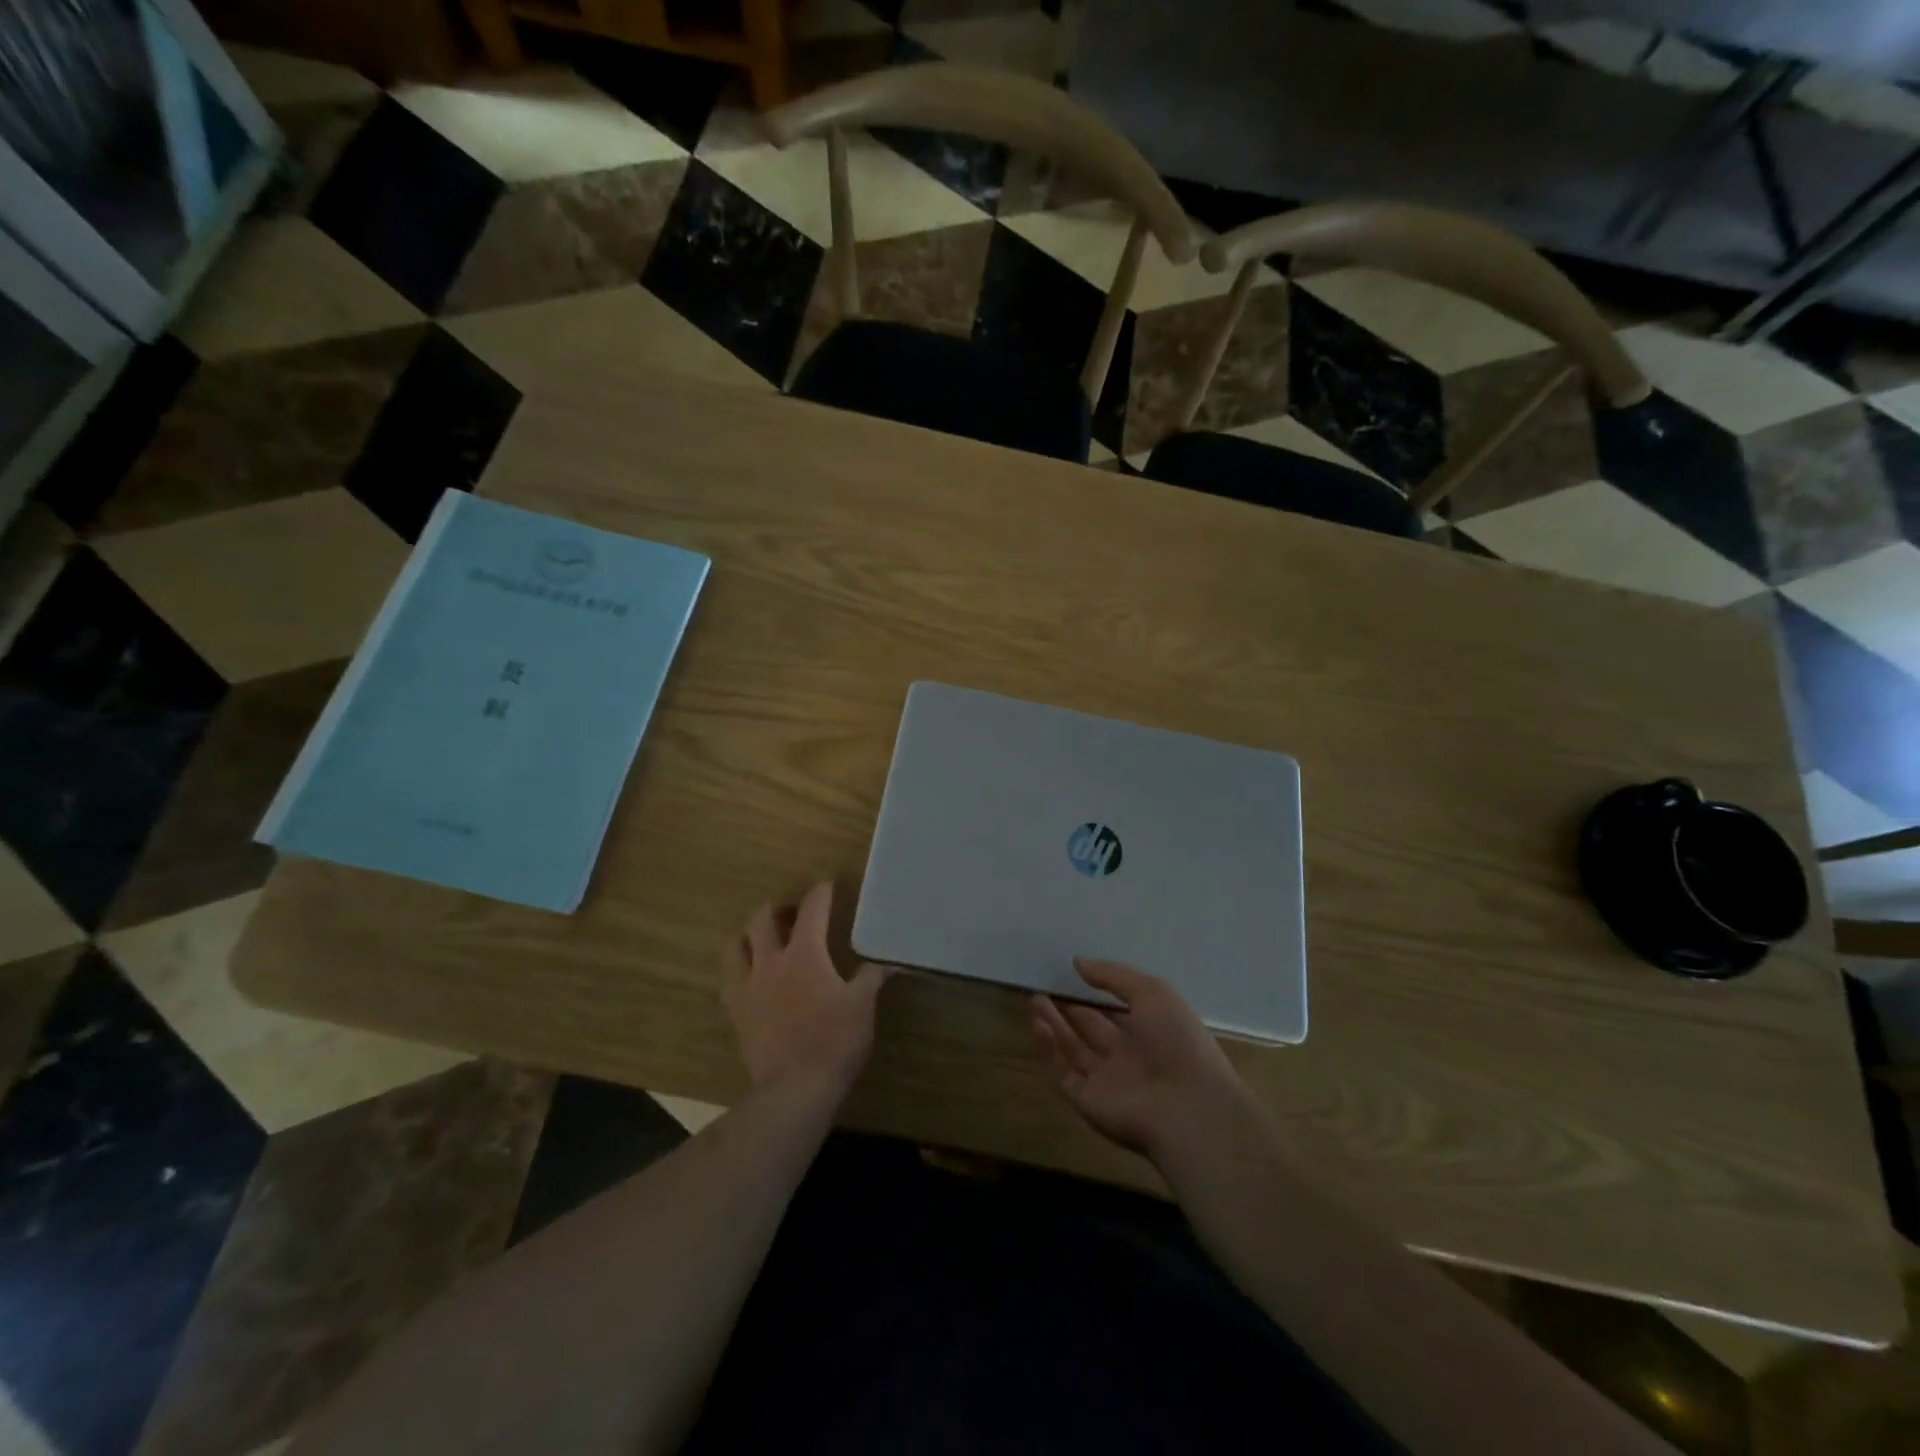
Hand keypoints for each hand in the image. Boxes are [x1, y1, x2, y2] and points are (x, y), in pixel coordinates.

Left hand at [724, 882, 891, 1105]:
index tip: (827, 885)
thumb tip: (890, 961)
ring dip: (749, 934)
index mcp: (805, 953)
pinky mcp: (735, 1011)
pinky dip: (738, 969)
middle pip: (763, 919)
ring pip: (736, 945)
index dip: (820, 893)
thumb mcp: (862, 1006)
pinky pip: (728, 980)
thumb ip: (872, 977)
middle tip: (791, 913)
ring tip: (762, 938)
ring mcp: (748, 986)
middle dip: (777, 908)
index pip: (811, 909)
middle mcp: (771, 961)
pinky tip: (750, 976)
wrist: (794, 1088)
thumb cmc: (834, 1040)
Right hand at [1032, 959, 1253, 1160]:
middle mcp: (1127, 1056)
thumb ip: (1113, 976)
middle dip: (1067, 1009)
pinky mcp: (1088, 1101)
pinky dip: (1050, 1050)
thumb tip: (1077, 962)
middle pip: (1090, 1029)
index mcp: (1150, 1032)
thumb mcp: (1152, 993)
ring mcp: (1107, 1081)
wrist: (1188, 1109)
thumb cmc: (1177, 1042)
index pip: (1115, 1011)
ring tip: (1035, 1000)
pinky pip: (1064, 1072)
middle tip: (1043, 988)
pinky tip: (1040, 1026)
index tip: (1069, 975)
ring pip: (1074, 1049)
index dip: (1093, 994)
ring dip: (1054, 1025)